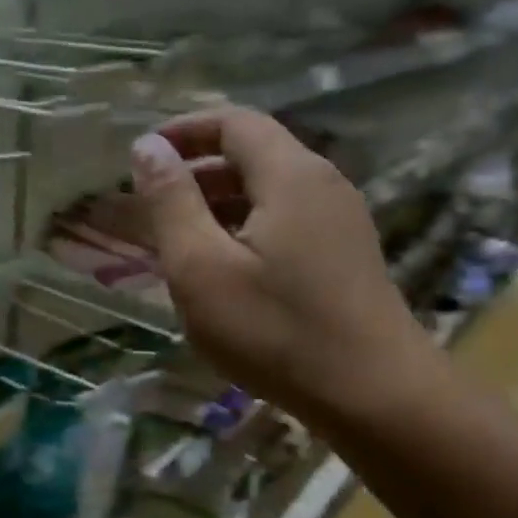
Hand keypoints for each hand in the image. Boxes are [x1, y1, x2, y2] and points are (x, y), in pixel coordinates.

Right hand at [130, 107, 444, 429]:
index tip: (143, 156)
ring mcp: (341, 222)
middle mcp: (322, 184)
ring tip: (179, 243)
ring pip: (269, 193)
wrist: (373, 394)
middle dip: (197, 172)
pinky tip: (225, 273)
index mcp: (290, 174)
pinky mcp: (346, 257)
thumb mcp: (202, 268)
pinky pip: (287, 223)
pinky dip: (246, 230)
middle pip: (253, 155)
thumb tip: (149, 147)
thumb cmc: (276, 331)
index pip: (233, 122)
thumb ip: (171, 203)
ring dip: (220, 206)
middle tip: (153, 208)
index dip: (184, 130)